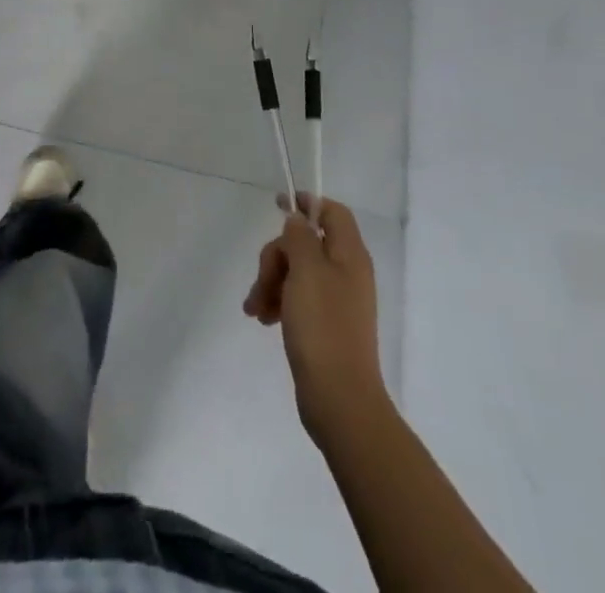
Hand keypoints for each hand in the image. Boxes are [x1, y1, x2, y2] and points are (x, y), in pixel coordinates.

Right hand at [244, 194, 387, 440]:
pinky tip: (263, 319)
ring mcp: (337, 300)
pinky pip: (298, 298)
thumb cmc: (323, 326)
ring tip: (255, 308)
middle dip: (277, 256)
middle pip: (307, 243)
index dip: (307, 204)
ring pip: (297, 272)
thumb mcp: (306, 271)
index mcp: (350, 254)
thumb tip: (298, 220)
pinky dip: (279, 302)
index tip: (277, 206)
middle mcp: (347, 272)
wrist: (339, 399)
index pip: (332, 212)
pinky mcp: (326, 325)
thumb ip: (299, 237)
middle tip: (262, 280)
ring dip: (272, 282)